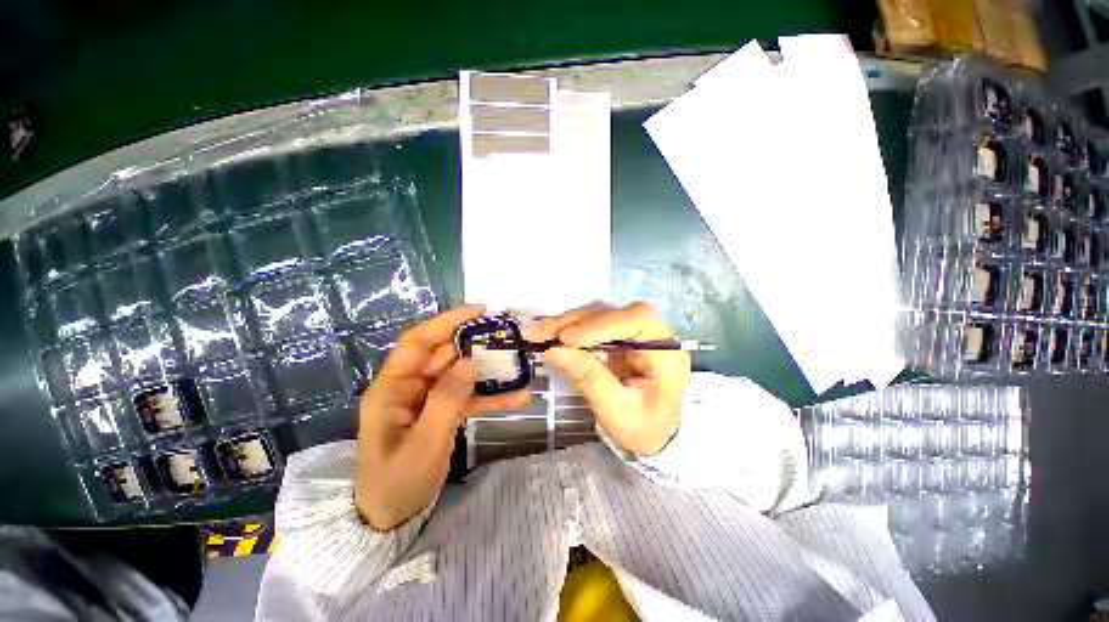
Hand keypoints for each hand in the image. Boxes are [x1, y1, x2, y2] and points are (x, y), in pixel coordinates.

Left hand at [355, 305, 528, 529]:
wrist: (391, 519)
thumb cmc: (397, 484)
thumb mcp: (422, 445)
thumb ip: (446, 401)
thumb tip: (468, 363)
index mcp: (391, 389)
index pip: (417, 342)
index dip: (446, 322)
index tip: (478, 311)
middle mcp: (408, 387)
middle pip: (444, 354)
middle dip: (476, 344)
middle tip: (508, 336)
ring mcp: (426, 399)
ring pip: (459, 374)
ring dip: (488, 371)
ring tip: (518, 365)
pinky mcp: (440, 411)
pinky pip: (466, 396)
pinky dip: (488, 395)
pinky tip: (515, 397)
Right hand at [524, 302, 690, 456]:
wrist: (652, 434)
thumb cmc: (643, 429)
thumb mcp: (616, 411)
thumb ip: (589, 378)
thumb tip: (553, 350)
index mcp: (666, 353)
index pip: (638, 319)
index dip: (602, 323)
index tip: (568, 339)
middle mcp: (653, 335)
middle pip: (613, 312)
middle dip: (575, 322)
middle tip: (540, 332)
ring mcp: (634, 333)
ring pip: (599, 314)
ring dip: (567, 322)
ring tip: (537, 332)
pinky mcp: (619, 336)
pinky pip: (593, 324)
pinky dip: (569, 328)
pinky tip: (549, 331)